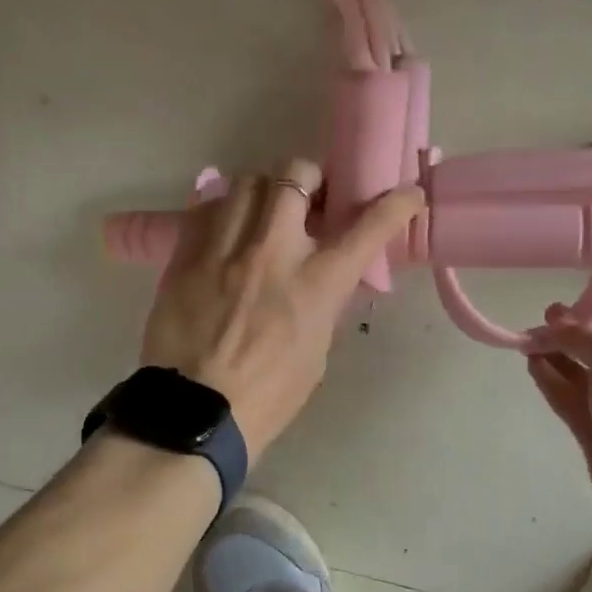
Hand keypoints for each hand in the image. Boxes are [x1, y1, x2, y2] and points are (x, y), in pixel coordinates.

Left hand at [139, 159, 423, 458]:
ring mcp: (224, 248)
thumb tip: (319, 277)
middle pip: (296, 176)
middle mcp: (272, 252)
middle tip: (309, 199)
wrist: (195, 415)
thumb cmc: (267, 396)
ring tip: (263, 213)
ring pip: (247, 181)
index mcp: (315, 284)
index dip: (395, 204)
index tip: (407, 193)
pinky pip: (206, 208)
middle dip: (310, 179)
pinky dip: (223, 211)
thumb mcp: (315, 352)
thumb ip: (321, 303)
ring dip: (264, 191)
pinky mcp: (185, 255)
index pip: (367, 228)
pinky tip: (225, 231)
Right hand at [525, 274, 591, 549]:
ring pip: (583, 371)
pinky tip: (532, 365)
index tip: (588, 265)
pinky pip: (571, 397)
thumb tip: (552, 328)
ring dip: (557, 354)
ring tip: (527, 339)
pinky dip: (552, 381)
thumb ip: (582, 337)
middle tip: (543, 316)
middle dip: (574, 326)